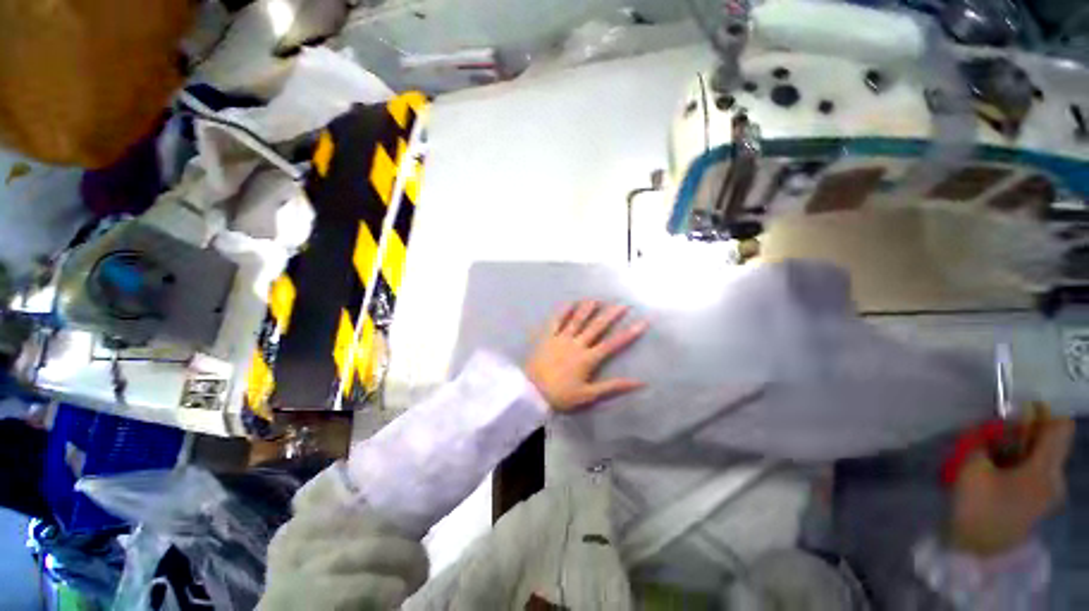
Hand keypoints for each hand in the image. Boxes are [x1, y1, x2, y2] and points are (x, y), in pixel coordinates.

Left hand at [525, 301, 647, 412]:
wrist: (532, 393)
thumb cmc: (561, 396)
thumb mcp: (589, 395)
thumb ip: (613, 387)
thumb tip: (640, 383)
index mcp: (588, 359)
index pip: (613, 344)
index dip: (629, 333)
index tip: (642, 322)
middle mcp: (577, 344)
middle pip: (597, 327)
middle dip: (611, 315)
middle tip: (622, 304)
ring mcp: (561, 338)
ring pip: (577, 320)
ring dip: (588, 308)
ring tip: (598, 299)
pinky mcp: (548, 337)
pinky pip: (556, 321)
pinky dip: (564, 311)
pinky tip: (570, 302)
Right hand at [949, 417, 1074, 556]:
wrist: (979, 550)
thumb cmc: (978, 505)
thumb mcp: (972, 467)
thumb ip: (984, 440)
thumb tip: (994, 426)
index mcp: (1046, 468)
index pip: (1060, 426)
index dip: (1043, 411)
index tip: (1018, 408)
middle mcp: (1055, 477)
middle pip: (1048, 442)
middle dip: (1022, 433)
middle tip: (993, 434)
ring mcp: (1049, 492)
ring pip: (1039, 456)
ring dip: (1017, 448)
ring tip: (989, 453)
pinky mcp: (1038, 501)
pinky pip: (1034, 470)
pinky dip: (1017, 463)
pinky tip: (995, 469)